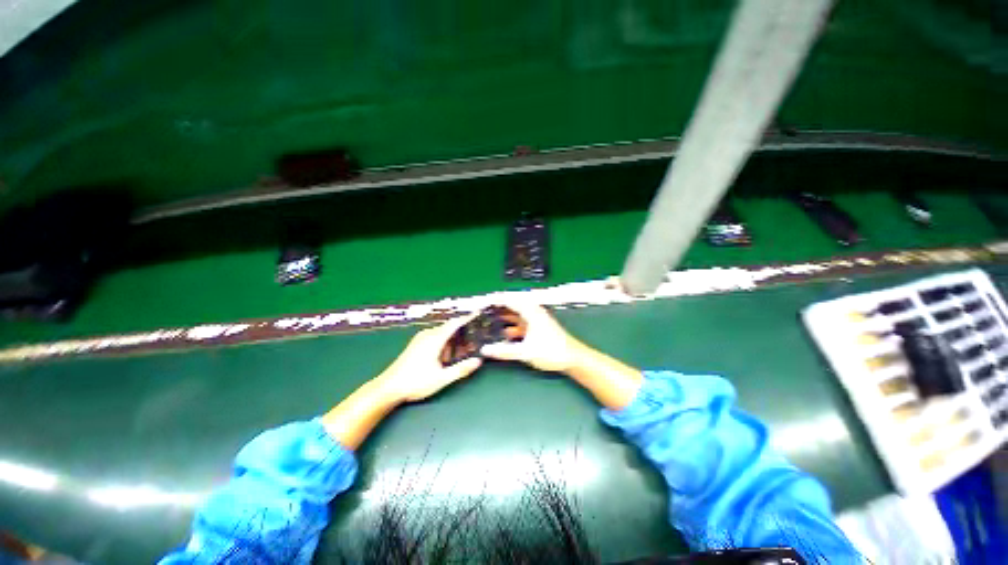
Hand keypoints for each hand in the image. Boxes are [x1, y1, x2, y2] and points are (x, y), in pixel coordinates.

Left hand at [376, 316, 482, 402]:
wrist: (388, 388)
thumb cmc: (415, 382)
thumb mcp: (441, 378)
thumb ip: (461, 369)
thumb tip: (478, 361)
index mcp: (435, 339)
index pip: (454, 323)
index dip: (467, 318)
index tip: (479, 314)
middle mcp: (428, 335)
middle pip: (449, 328)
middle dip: (462, 333)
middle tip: (474, 341)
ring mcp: (420, 339)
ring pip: (442, 334)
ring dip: (453, 341)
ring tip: (462, 352)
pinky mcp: (416, 344)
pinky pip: (435, 338)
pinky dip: (445, 343)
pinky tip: (446, 357)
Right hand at [480, 299, 584, 372]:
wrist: (573, 358)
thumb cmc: (553, 351)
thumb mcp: (526, 352)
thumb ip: (504, 351)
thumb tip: (485, 350)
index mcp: (531, 311)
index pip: (509, 299)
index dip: (494, 300)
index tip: (481, 302)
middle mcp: (533, 312)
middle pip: (511, 305)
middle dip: (497, 307)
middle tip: (482, 311)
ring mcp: (535, 319)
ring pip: (515, 314)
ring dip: (503, 316)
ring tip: (489, 320)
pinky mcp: (537, 327)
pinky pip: (520, 322)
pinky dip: (510, 325)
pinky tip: (503, 333)